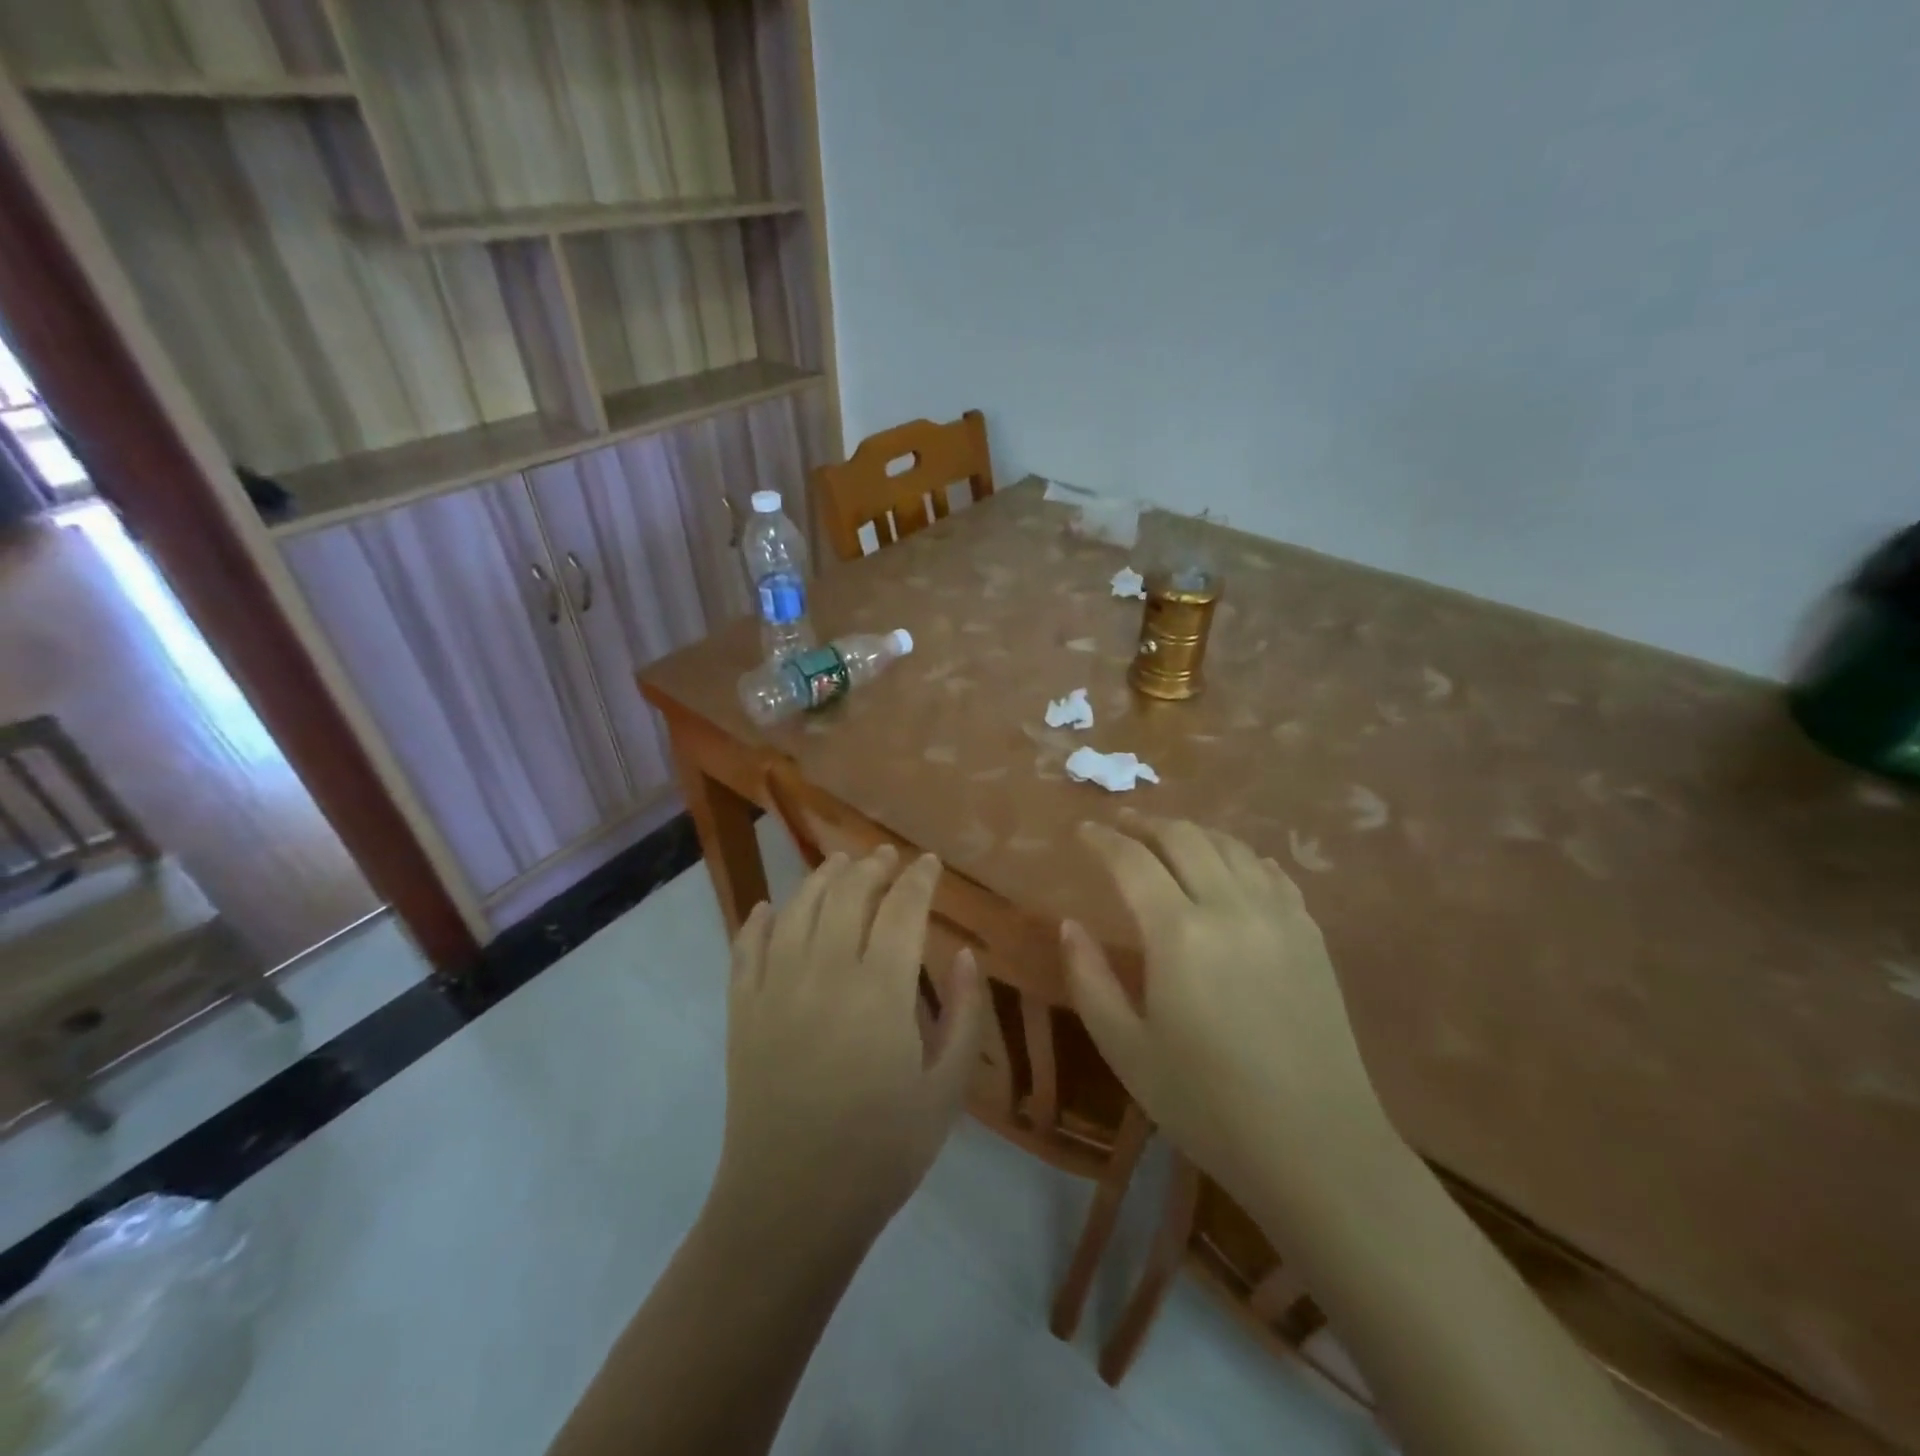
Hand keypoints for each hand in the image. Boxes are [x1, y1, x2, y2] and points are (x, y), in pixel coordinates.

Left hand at [713, 846, 984, 1248]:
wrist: (791, 1206)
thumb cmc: (882, 1151)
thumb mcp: (946, 1090)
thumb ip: (966, 1016)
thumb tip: (968, 956)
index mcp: (880, 989)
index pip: (902, 908)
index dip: (919, 879)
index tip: (929, 863)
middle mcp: (824, 971)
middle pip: (847, 894)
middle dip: (871, 867)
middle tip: (887, 857)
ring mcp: (775, 987)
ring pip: (798, 908)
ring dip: (821, 878)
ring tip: (840, 864)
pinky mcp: (741, 1009)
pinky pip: (745, 947)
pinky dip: (758, 920)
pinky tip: (769, 909)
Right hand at [1062, 816, 1396, 1210]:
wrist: (1318, 1149)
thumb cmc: (1207, 1105)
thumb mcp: (1127, 1049)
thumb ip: (1089, 978)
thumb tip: (1070, 925)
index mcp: (1180, 934)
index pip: (1132, 861)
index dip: (1102, 839)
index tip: (1083, 830)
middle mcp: (1231, 907)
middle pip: (1184, 837)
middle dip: (1146, 823)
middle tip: (1121, 824)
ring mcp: (1279, 916)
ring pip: (1230, 846)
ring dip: (1193, 833)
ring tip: (1168, 839)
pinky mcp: (1311, 934)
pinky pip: (1271, 872)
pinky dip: (1241, 857)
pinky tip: (1231, 867)